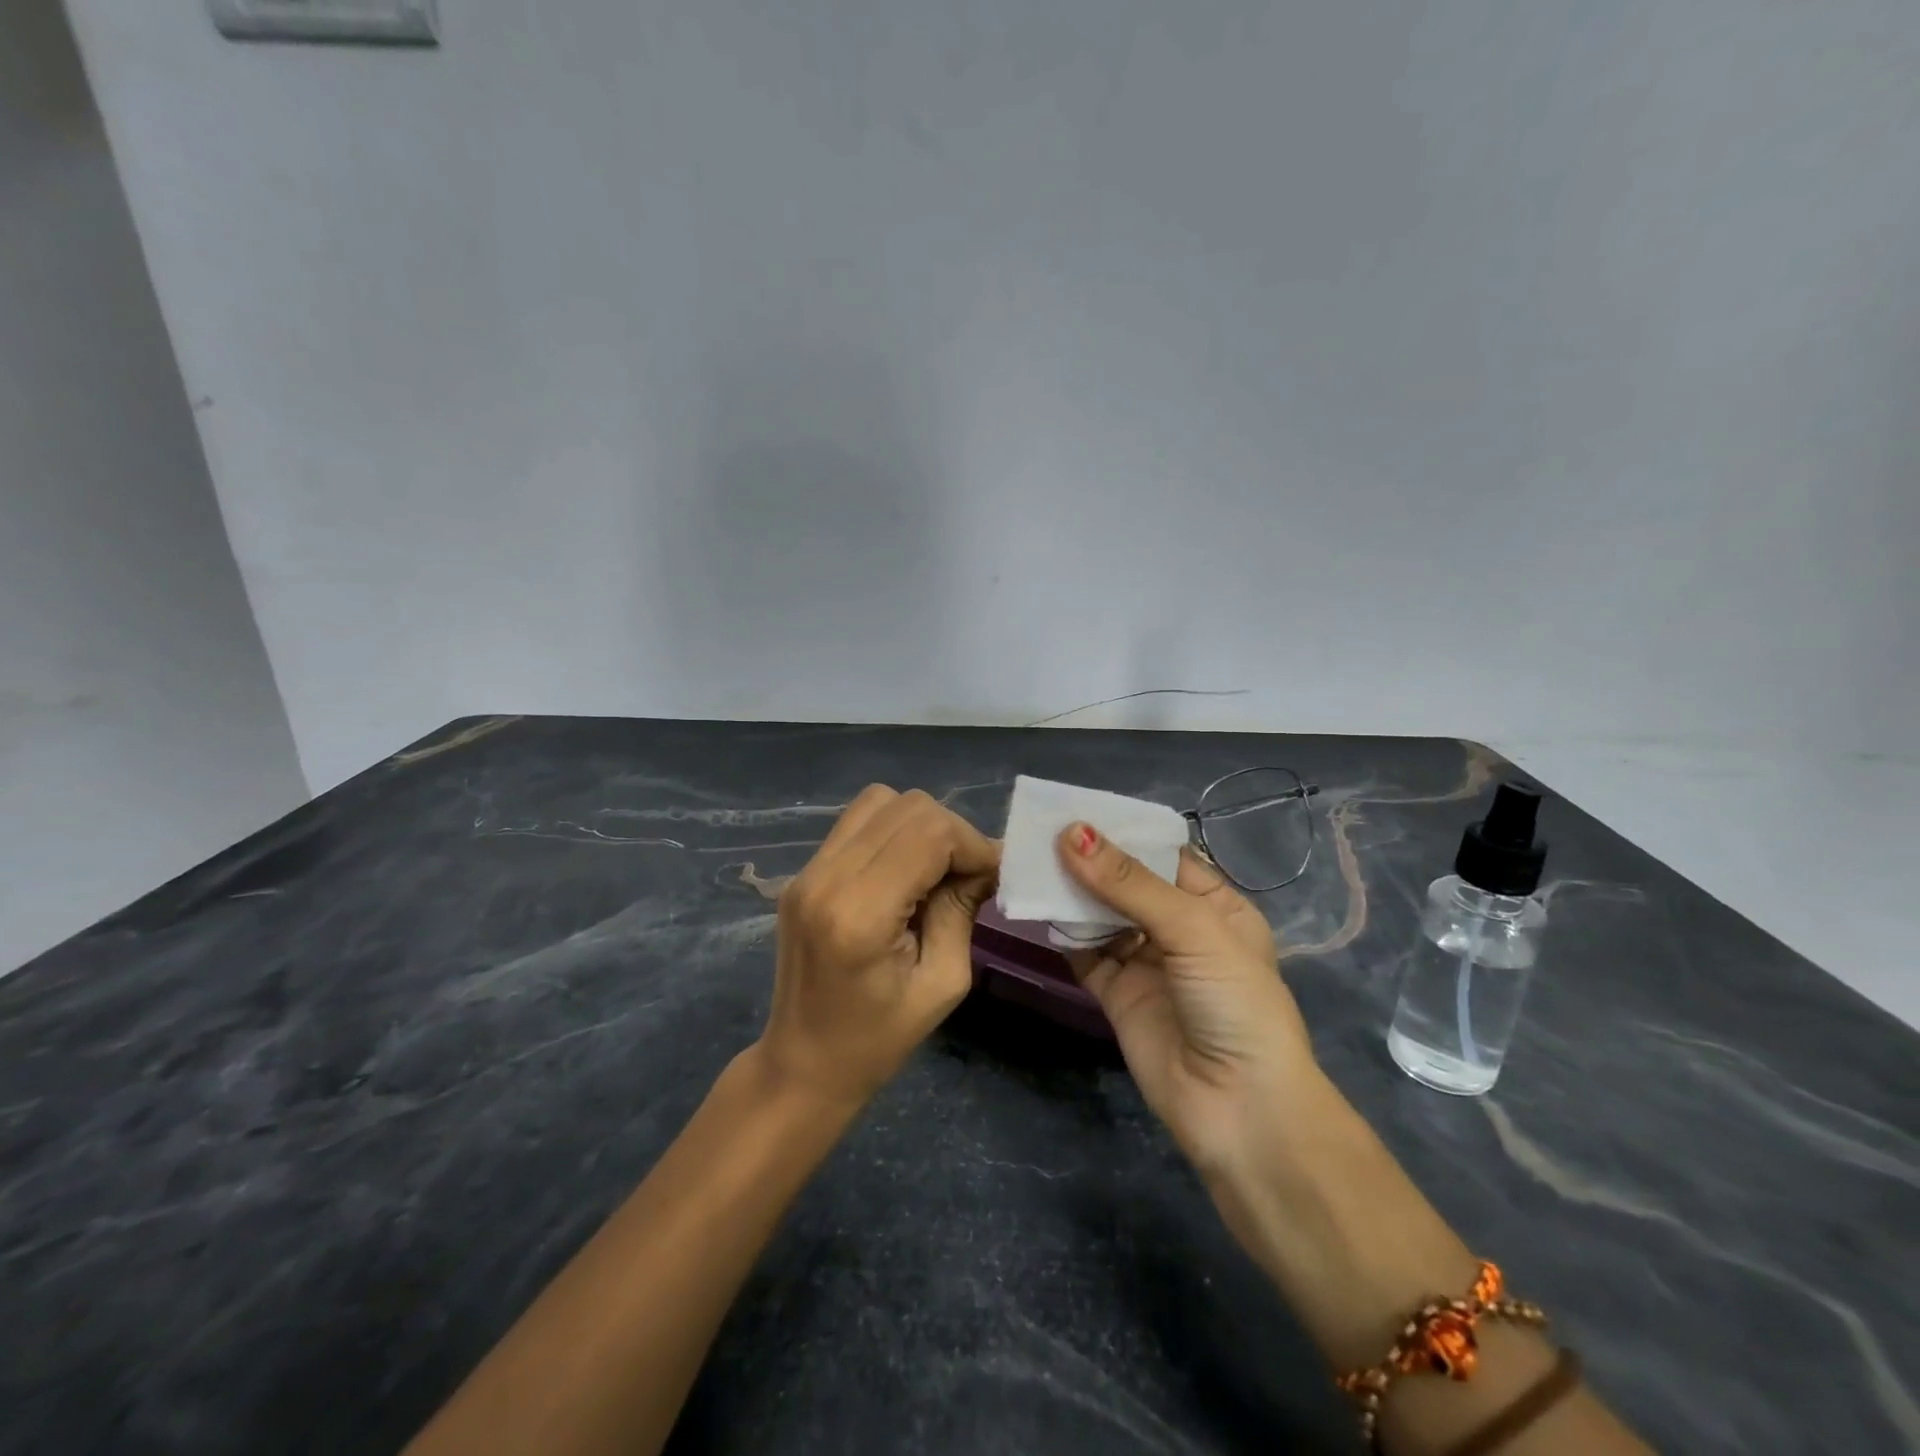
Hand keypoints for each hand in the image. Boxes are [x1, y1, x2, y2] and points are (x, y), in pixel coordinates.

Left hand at [759, 786, 998, 1107]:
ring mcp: (807, 870)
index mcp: (859, 913)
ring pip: (880, 800)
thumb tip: (988, 860)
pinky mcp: (802, 872)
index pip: (929, 833)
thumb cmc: (878, 1040)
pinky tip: (904, 871)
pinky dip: (892, 831)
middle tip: (966, 876)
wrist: (802, 1064)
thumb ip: (962, 909)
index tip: (991, 876)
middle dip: (951, 832)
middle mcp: (826, 878)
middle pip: (906, 806)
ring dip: (920, 825)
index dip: (972, 844)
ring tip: (934, 870)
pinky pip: (857, 822)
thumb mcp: (943, 982)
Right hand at [1055, 823, 1323, 1179]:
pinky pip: (1085, 955)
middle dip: (1089, 861)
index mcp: (1214, 906)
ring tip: (1030, 863)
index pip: (1162, 856)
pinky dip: (1064, 934)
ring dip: (1072, 894)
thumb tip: (1072, 833)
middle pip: (1126, 884)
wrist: (1240, 1111)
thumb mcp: (1193, 930)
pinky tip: (1039, 911)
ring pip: (1101, 917)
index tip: (1074, 809)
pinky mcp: (1118, 996)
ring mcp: (1147, 964)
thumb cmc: (1234, 1003)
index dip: (1122, 832)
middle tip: (1039, 832)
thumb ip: (1129, 883)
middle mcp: (1179, 930)